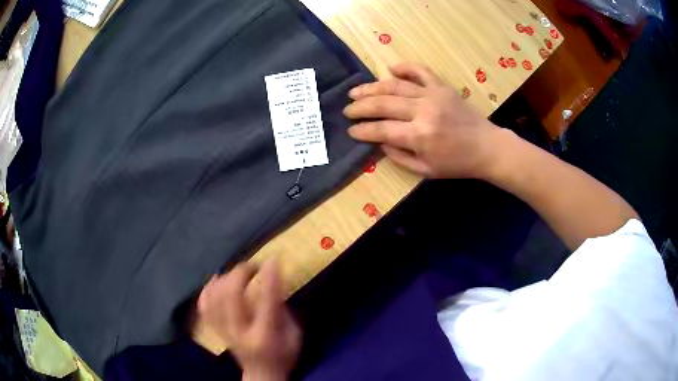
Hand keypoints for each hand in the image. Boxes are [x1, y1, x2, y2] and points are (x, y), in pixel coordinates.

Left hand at [197, 261, 301, 380]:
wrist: (262, 374)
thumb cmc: (283, 355)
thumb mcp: (294, 335)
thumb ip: (283, 310)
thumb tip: (272, 283)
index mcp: (265, 335)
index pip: (266, 302)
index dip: (269, 278)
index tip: (271, 259)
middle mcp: (241, 332)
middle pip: (231, 296)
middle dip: (240, 274)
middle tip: (252, 266)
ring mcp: (225, 331)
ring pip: (214, 298)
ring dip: (224, 279)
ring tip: (236, 273)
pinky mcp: (216, 331)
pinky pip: (204, 306)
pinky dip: (207, 290)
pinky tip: (216, 281)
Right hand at [344, 63, 499, 178]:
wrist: (486, 147)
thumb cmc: (457, 163)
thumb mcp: (426, 170)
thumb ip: (399, 157)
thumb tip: (379, 141)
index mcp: (419, 136)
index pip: (381, 129)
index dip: (363, 130)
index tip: (351, 131)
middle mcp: (423, 111)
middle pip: (383, 104)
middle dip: (360, 107)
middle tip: (347, 109)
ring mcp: (433, 95)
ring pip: (395, 85)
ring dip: (372, 87)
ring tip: (356, 91)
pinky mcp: (442, 87)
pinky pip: (421, 71)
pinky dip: (405, 67)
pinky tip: (390, 68)